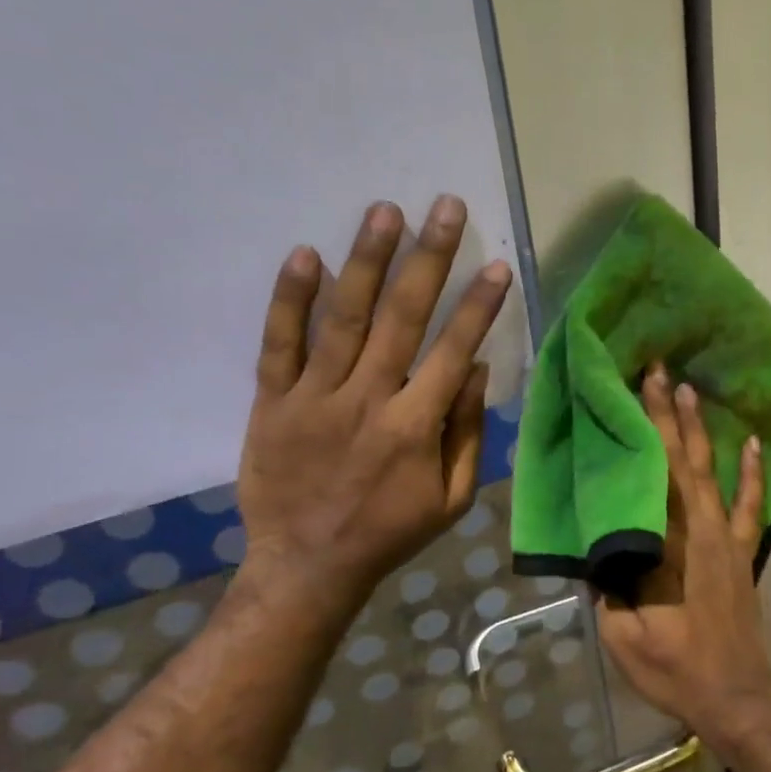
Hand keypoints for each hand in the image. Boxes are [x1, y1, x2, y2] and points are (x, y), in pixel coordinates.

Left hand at [236, 195, 511, 608]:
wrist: (307, 564)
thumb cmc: (390, 532)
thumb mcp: (451, 499)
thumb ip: (466, 434)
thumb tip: (476, 371)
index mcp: (415, 427)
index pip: (453, 351)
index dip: (478, 307)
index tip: (497, 264)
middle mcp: (368, 400)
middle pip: (403, 319)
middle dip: (429, 259)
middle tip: (444, 207)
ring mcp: (315, 397)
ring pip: (345, 319)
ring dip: (367, 262)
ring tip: (384, 211)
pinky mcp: (273, 402)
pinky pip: (279, 344)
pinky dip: (291, 300)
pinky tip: (306, 255)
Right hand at [595, 364, 770, 734]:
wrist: (734, 695)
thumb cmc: (674, 668)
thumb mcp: (623, 635)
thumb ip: (609, 588)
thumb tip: (595, 550)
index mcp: (665, 546)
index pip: (648, 476)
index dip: (640, 433)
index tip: (630, 393)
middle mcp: (698, 531)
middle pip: (679, 461)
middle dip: (665, 413)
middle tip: (656, 370)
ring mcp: (726, 539)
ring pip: (710, 473)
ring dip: (700, 429)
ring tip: (689, 389)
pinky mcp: (744, 553)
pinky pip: (751, 506)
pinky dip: (753, 473)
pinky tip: (753, 443)